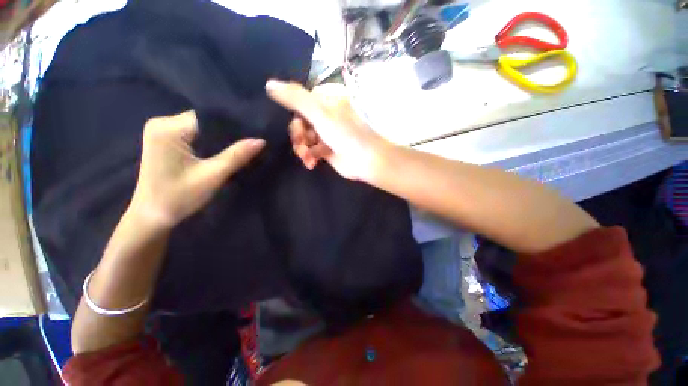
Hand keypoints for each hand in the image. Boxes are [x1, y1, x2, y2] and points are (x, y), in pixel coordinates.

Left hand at [129, 110, 264, 228]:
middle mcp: (162, 123)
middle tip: (252, 139)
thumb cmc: (179, 197)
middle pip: (204, 120)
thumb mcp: (212, 176)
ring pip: (201, 127)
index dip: (232, 123)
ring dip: (220, 136)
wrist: (152, 216)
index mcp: (168, 128)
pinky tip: (225, 148)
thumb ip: (237, 156)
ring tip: (243, 143)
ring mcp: (162, 130)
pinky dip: (211, 140)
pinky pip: (194, 133)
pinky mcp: (165, 140)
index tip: (254, 131)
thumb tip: (261, 140)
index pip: (208, 116)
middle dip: (228, 130)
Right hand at [266, 80, 388, 181]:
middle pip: (300, 120)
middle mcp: (326, 115)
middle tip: (302, 142)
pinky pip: (310, 150)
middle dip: (298, 134)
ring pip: (303, 137)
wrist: (366, 161)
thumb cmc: (346, 134)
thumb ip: (295, 98)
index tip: (296, 123)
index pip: (300, 100)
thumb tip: (269, 84)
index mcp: (327, 100)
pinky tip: (311, 162)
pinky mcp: (327, 149)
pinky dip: (308, 156)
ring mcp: (326, 133)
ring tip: (307, 156)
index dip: (294, 113)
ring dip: (302, 147)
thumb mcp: (319, 113)